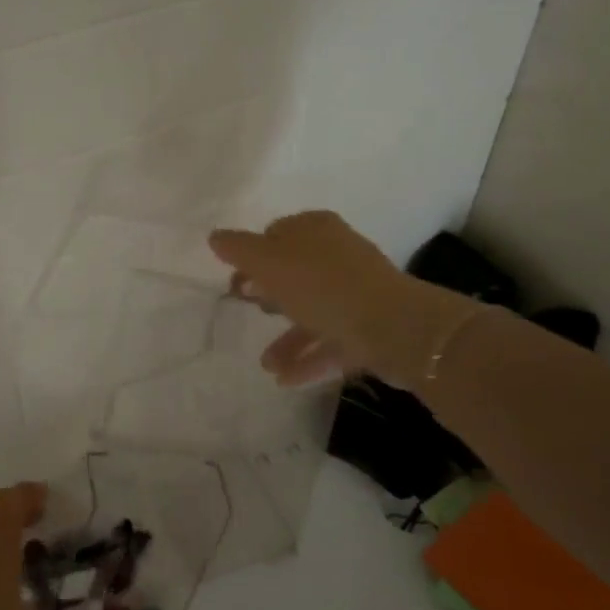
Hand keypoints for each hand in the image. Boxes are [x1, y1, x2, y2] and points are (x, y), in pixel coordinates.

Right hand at [208, 210, 473, 391]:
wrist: (394, 328)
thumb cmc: (323, 287)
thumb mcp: (270, 263)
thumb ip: (239, 249)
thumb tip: (216, 237)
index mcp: (316, 230)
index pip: (277, 233)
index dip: (253, 254)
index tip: (236, 279)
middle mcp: (338, 255)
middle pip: (295, 272)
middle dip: (269, 294)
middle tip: (247, 309)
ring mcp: (357, 292)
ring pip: (312, 311)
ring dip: (286, 337)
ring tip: (266, 364)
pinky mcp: (370, 327)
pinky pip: (331, 341)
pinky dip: (308, 358)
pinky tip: (285, 379)